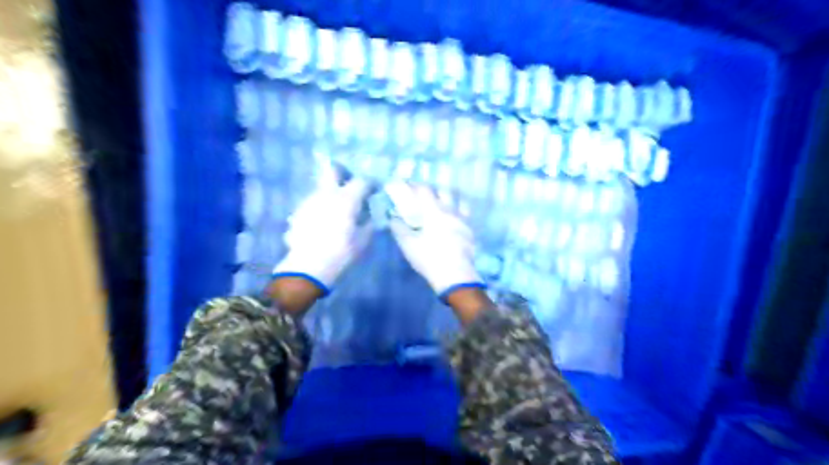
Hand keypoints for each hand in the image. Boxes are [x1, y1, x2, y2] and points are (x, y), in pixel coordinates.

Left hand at [273, 175, 371, 297]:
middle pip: (332, 170)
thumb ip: (368, 222)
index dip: (370, 183)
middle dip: (342, 172)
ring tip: (338, 209)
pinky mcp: (299, 212)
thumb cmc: (342, 252)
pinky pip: (314, 202)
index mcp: (346, 198)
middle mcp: (326, 194)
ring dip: (332, 193)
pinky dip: (322, 206)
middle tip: (350, 183)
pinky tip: (324, 221)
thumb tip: (368, 213)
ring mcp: (310, 201)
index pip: (362, 181)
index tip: (374, 190)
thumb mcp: (364, 239)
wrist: (308, 266)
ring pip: (322, 188)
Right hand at [383, 182, 482, 296]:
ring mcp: (463, 220)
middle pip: (443, 191)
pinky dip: (458, 211)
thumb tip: (393, 217)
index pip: (424, 191)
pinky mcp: (470, 231)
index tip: (407, 184)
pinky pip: (465, 214)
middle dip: (432, 189)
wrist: (455, 276)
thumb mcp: (408, 245)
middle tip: (423, 194)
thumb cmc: (429, 259)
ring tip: (441, 203)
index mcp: (434, 212)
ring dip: (448, 198)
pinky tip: (454, 218)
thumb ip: (399, 228)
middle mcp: (451, 211)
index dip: (414, 185)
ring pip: (457, 201)